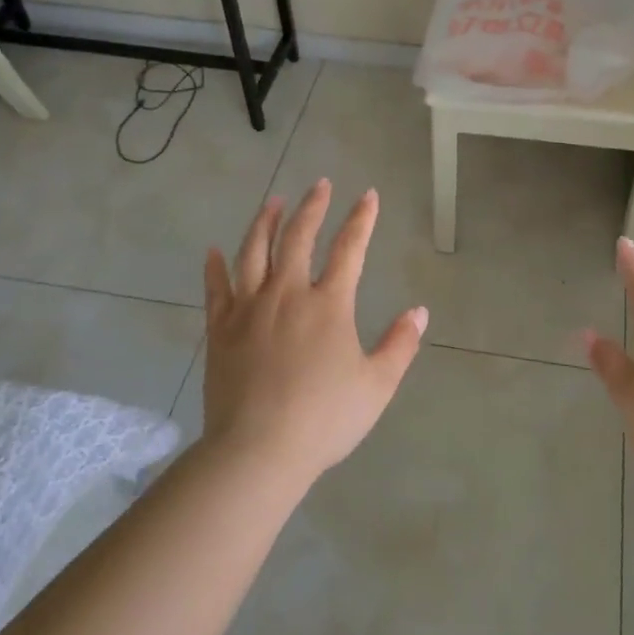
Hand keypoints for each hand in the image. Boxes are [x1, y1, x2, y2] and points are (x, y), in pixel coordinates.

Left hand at [202, 179, 427, 485]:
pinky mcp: (220, 329)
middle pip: (298, 237)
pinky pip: (216, 289)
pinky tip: (213, 251)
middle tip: (319, 184)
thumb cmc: (324, 419)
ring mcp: (249, 308)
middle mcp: (288, 294)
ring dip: (265, 222)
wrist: (258, 450)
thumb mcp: (377, 386)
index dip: (361, 219)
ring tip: (273, 202)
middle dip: (312, 206)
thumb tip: (420, 312)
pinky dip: (215, 267)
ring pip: (254, 252)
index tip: (368, 195)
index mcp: (328, 304)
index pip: (349, 248)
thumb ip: (400, 345)